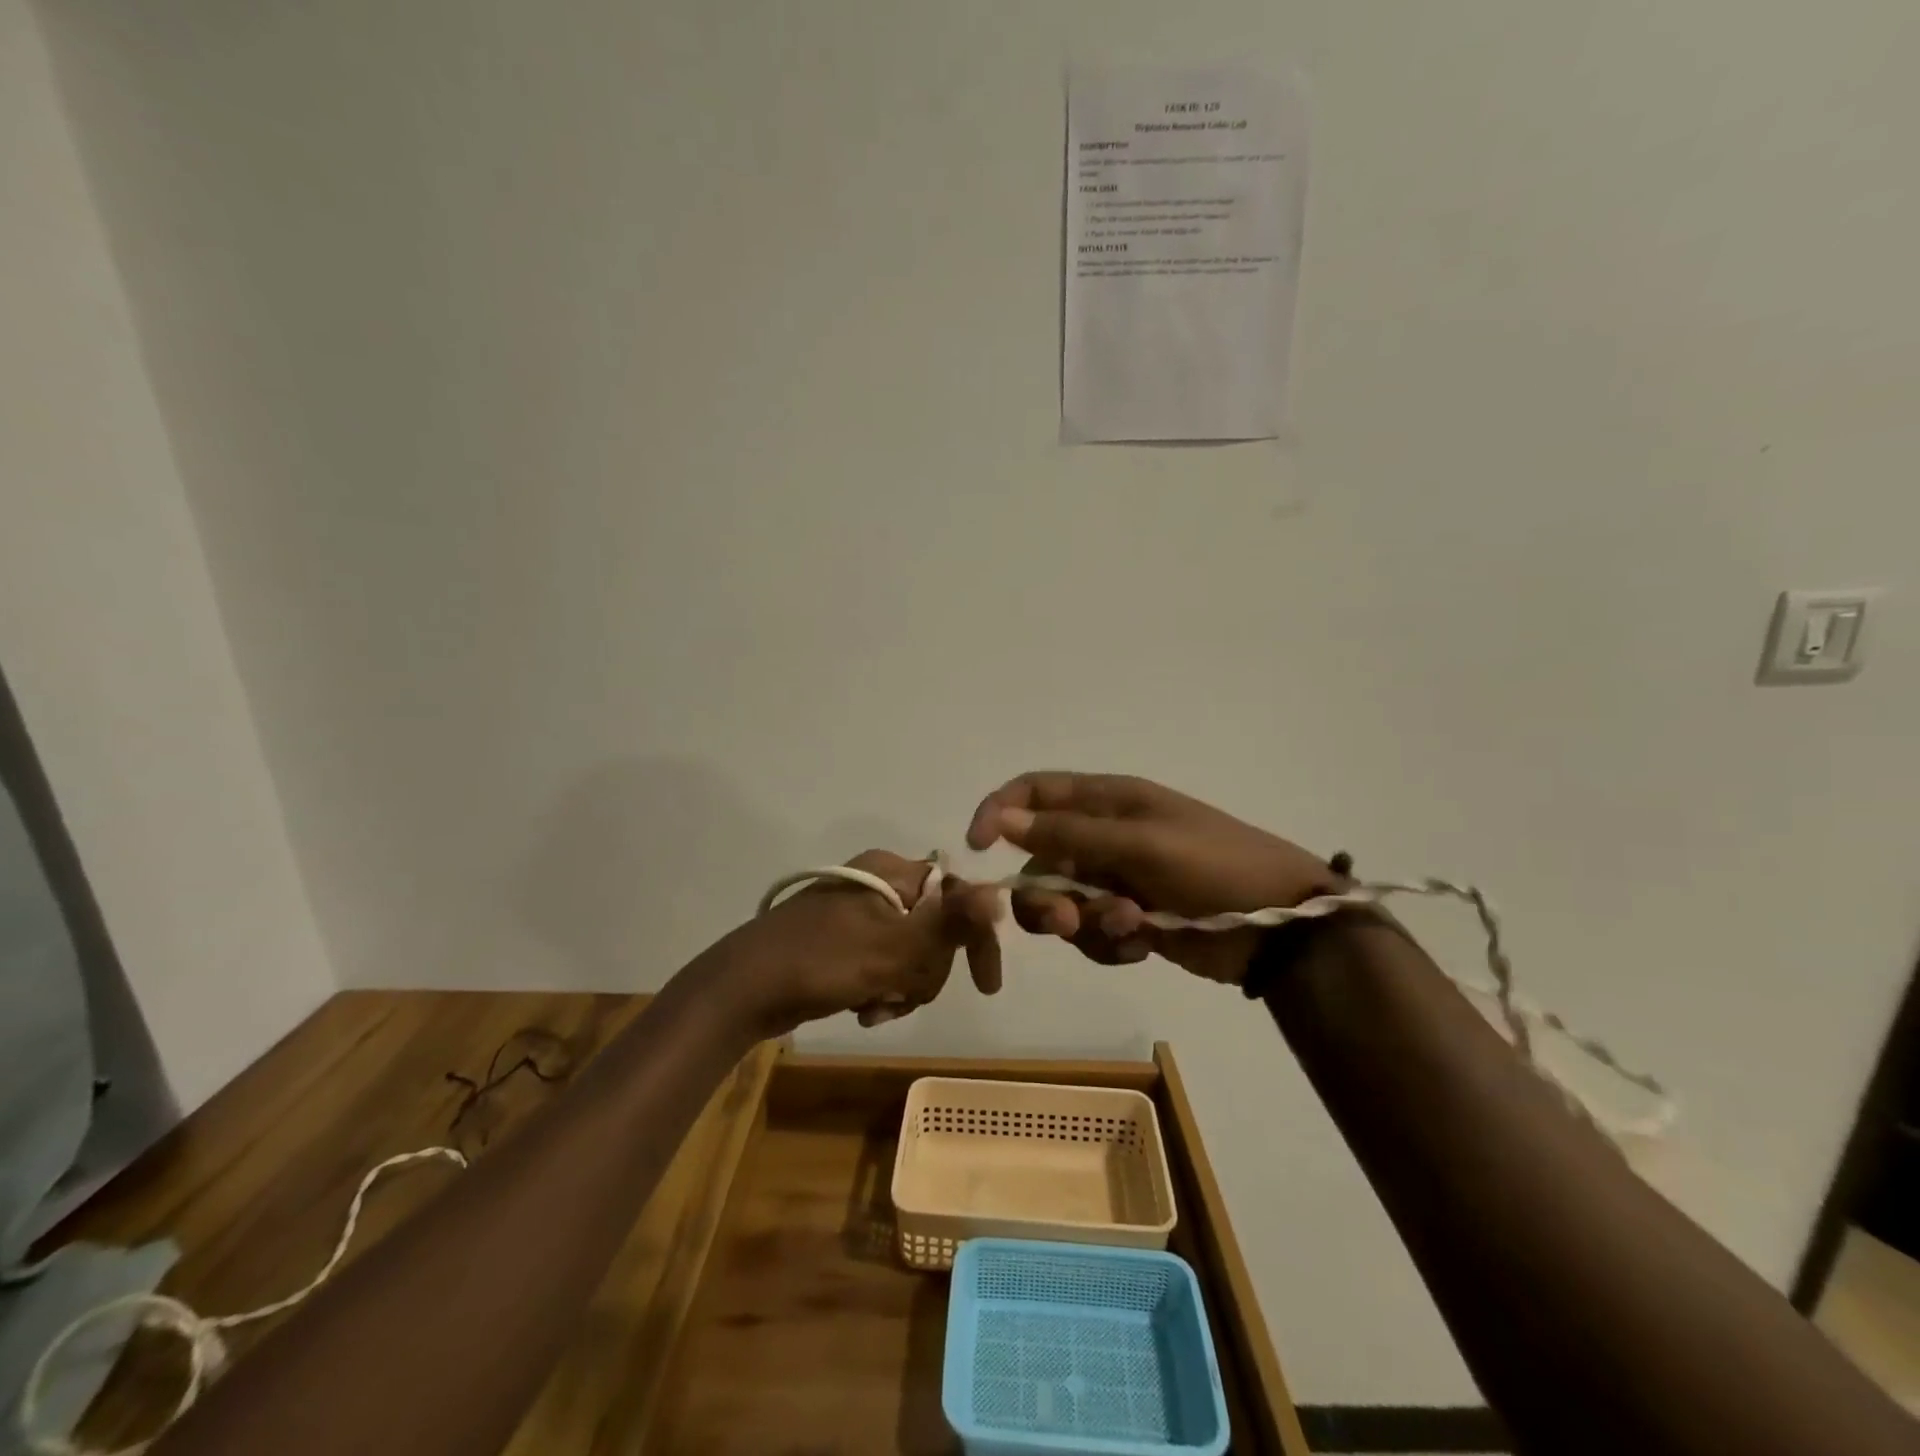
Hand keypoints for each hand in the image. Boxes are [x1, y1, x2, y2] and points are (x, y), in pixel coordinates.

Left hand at [712, 850, 1003, 1037]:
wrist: (742, 991)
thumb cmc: (820, 961)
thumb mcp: (891, 946)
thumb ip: (949, 922)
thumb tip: (998, 892)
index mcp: (893, 871)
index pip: (958, 895)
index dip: (975, 937)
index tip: (985, 984)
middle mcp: (881, 886)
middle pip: (937, 932)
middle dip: (925, 972)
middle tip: (900, 993)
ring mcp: (860, 916)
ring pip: (913, 957)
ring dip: (902, 988)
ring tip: (874, 1006)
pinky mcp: (845, 945)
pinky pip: (886, 968)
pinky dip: (882, 991)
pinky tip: (862, 1009)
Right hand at [966, 772, 1345, 985]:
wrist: (1282, 928)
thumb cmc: (1214, 868)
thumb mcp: (1142, 843)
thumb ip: (1070, 832)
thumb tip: (1003, 818)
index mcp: (1109, 802)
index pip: (1034, 791)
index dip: (999, 811)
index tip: (976, 847)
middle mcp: (1105, 837)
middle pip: (1039, 859)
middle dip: (1045, 894)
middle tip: (1065, 921)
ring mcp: (1117, 880)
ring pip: (1062, 902)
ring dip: (1083, 923)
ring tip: (1127, 931)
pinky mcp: (1130, 920)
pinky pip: (1092, 933)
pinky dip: (1109, 944)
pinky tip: (1144, 945)